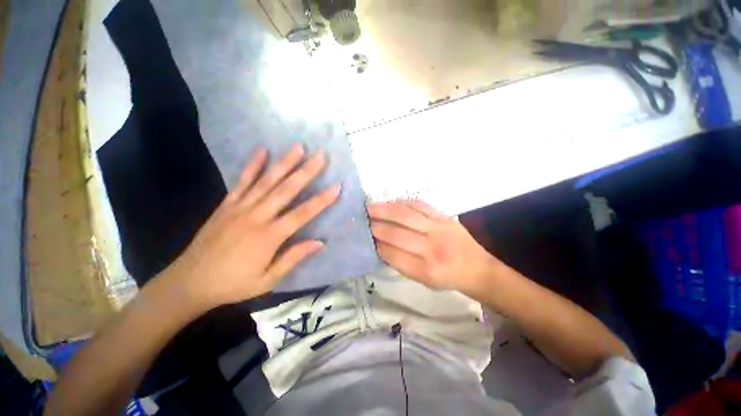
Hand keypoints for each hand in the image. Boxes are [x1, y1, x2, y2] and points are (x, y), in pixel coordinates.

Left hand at [166, 144, 339, 311]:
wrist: (189, 282)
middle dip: (305, 172)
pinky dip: (252, 165)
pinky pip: (241, 182)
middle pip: (285, 190)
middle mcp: (256, 217)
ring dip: (284, 163)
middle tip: (320, 156)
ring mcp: (239, 208)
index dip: (321, 201)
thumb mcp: (268, 280)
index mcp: (269, 237)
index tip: (336, 187)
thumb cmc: (233, 284)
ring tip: (298, 147)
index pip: (301, 214)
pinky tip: (261, 151)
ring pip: (266, 181)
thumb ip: (293, 258)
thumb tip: (319, 243)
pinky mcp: (226, 205)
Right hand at [368, 200, 497, 294]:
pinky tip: (392, 202)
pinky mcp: (444, 217)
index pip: (391, 253)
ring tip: (370, 207)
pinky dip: (403, 202)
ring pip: (405, 214)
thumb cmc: (447, 278)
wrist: (477, 268)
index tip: (364, 237)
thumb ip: (400, 262)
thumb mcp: (422, 280)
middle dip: (375, 225)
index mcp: (425, 270)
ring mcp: (439, 228)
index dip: (375, 244)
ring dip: (384, 209)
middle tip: (361, 219)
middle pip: (395, 232)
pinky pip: (420, 205)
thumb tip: (379, 245)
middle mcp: (431, 248)